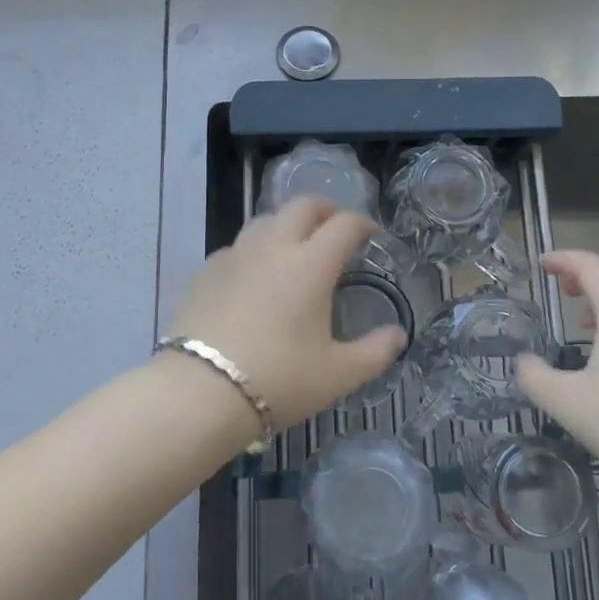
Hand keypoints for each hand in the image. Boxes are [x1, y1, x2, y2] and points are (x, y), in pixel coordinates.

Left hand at [167, 196, 406, 428]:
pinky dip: (254, 249)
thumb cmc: (279, 380)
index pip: (343, 225)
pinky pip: (236, 246)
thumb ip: (374, 352)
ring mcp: (235, 256)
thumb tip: (398, 335)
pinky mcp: (205, 272)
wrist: (200, 392)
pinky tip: (254, 274)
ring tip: (295, 246)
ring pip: (264, 220)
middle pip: (301, 206)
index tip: (371, 235)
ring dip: (287, 224)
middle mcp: (273, 248)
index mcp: (311, 264)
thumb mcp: (338, 374)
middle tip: (335, 228)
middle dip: (325, 210)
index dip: (362, 224)